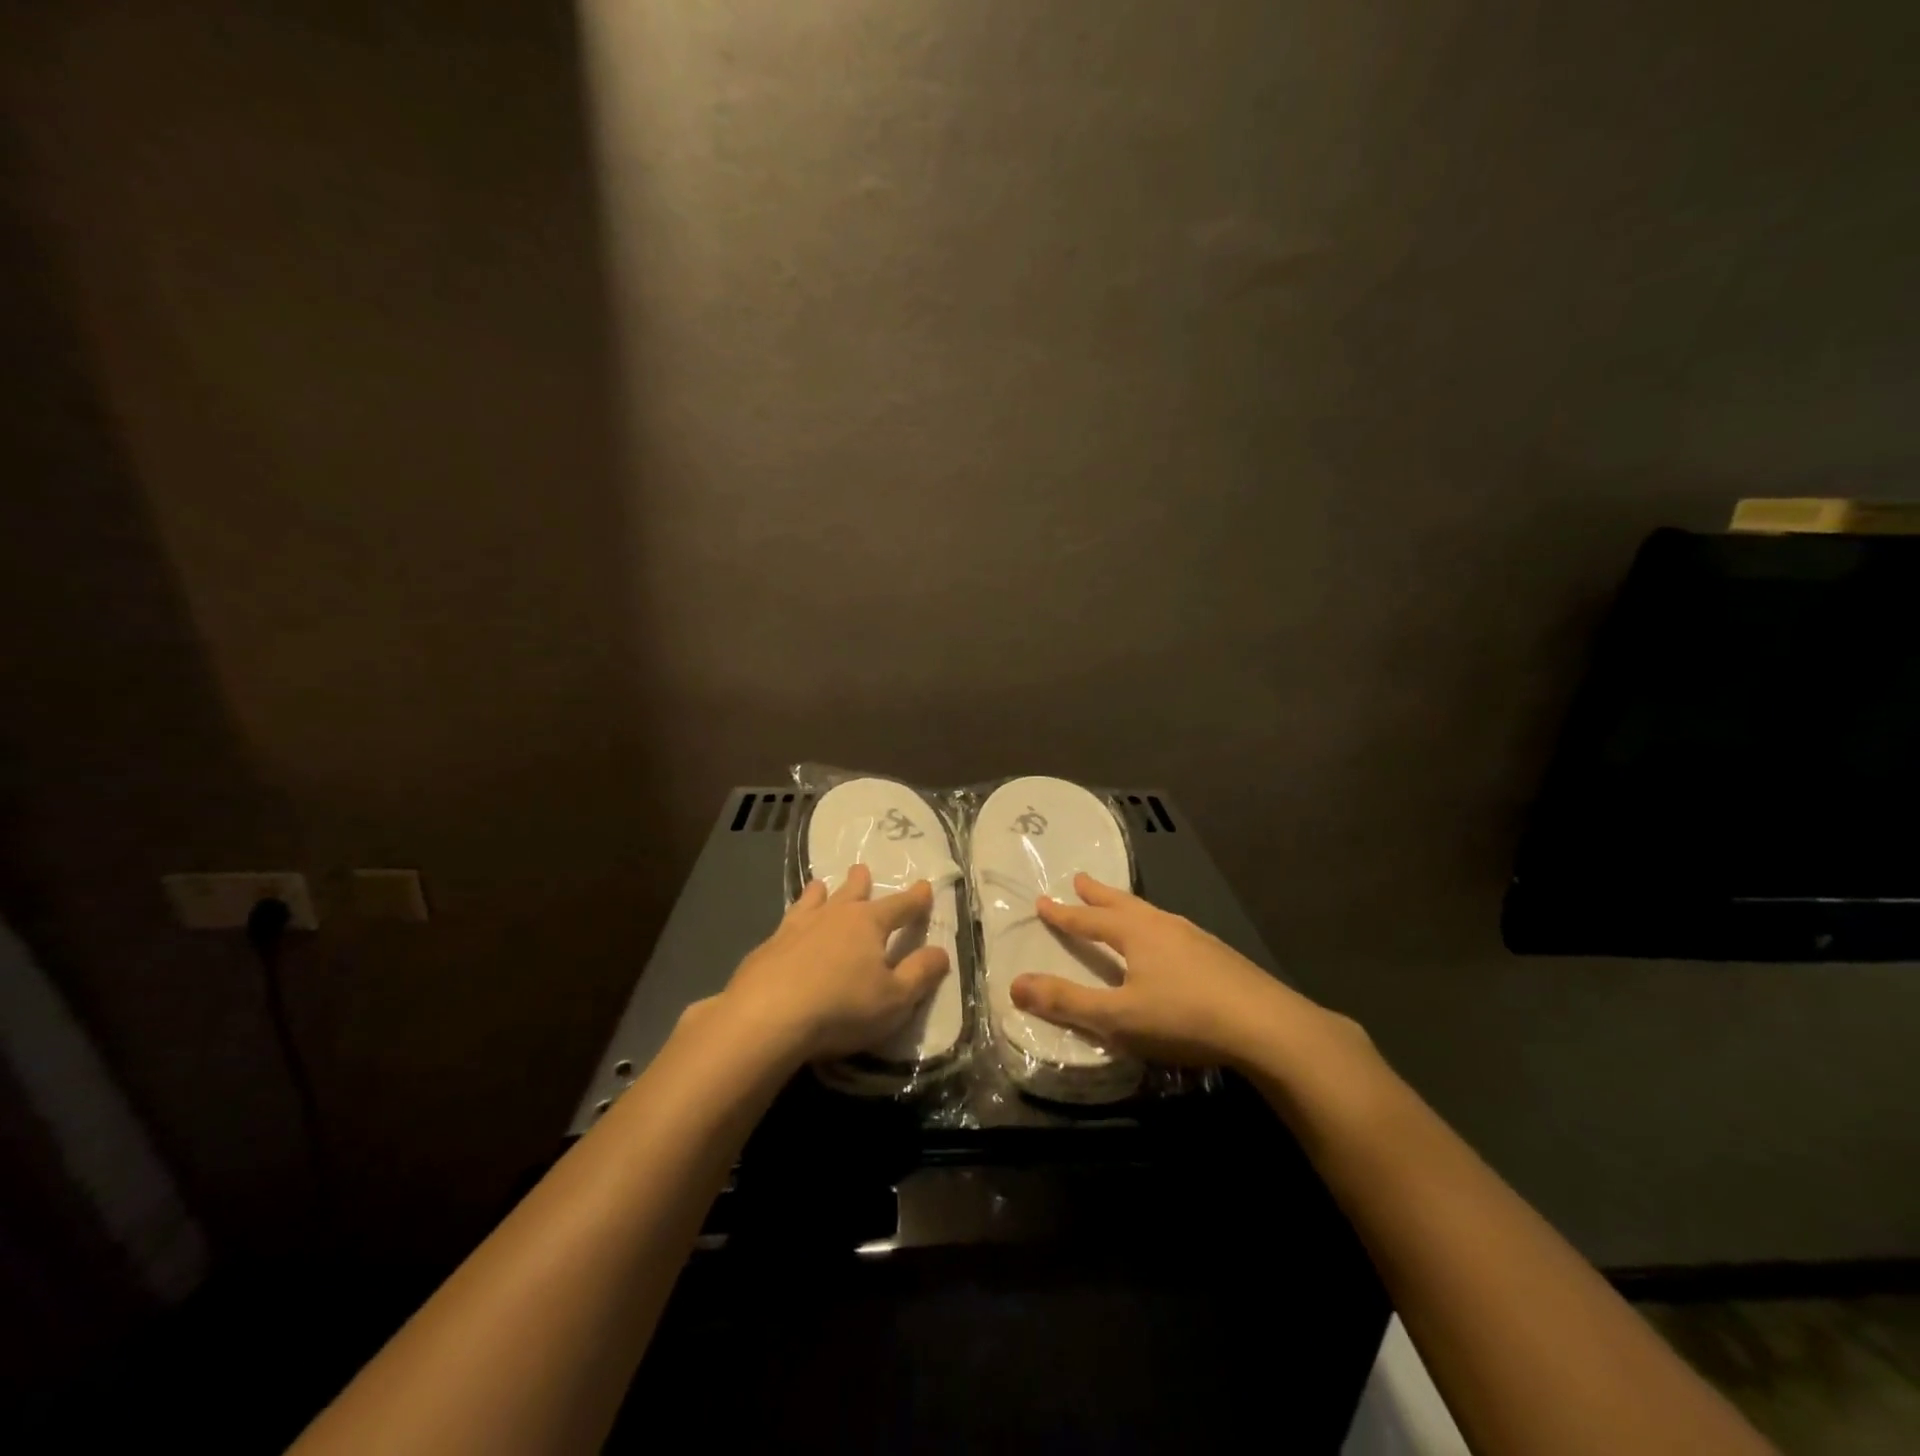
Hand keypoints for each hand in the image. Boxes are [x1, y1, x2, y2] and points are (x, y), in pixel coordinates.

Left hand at [713, 863, 951, 1063]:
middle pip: (851, 893)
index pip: (899, 906)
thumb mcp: (894, 999)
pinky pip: (785, 924)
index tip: (924, 886)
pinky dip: (792, 919)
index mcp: (868, 924)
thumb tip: (942, 951)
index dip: (915, 899)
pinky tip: (785, 928)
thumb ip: (920, 974)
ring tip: (819, 885)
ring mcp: (796, 928)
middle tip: (861, 869)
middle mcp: (833, 916)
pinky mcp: (768, 947)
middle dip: (860, 882)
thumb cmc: (841, 1007)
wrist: (767, 1016)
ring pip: (812, 901)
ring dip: (820, 893)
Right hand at [1012, 874, 1335, 1069]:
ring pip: (1152, 914)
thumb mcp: (1118, 1017)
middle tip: (1080, 879)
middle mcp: (1163, 926)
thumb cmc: (1184, 1018)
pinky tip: (1169, 943)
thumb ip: (1067, 1001)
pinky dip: (1156, 926)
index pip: (1089, 921)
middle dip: (1098, 894)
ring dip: (1128, 907)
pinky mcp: (1218, 955)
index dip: (1063, 914)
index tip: (1043, 901)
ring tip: (1122, 907)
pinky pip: (1174, 930)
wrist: (1267, 1027)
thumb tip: (1014, 984)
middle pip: (1122, 904)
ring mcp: (1195, 938)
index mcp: (1136, 934)